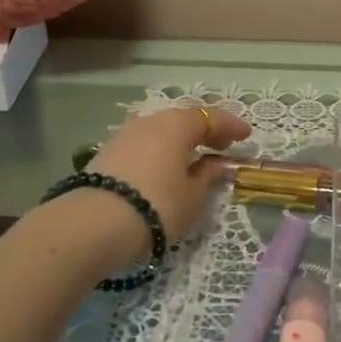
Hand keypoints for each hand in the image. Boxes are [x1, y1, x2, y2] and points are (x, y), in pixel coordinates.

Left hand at [84, 105, 250, 258]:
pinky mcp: (106, 153)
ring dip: (178, 142)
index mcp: (177, 125)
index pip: (210, 117)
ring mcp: (124, 135)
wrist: (94, 224)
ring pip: (160, 132)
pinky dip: (159, 152)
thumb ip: (208, 176)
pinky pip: (143, 145)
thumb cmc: (157, 206)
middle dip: (204, 132)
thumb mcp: (193, 196)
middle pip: (182, 121)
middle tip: (221, 146)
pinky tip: (163, 168)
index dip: (230, 126)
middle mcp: (150, 121)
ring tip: (191, 159)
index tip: (246, 136)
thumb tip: (217, 164)